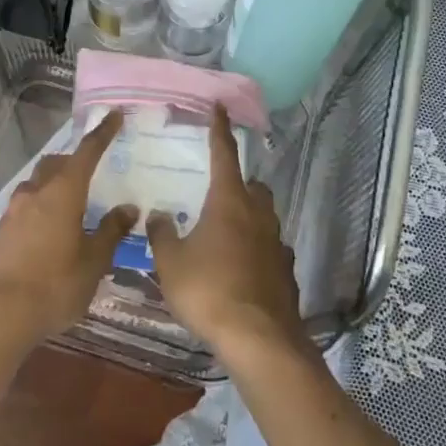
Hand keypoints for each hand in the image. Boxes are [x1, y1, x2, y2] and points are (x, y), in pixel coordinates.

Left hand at [0, 110, 135, 357]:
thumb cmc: (53, 286)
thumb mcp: (93, 263)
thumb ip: (111, 231)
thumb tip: (127, 208)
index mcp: (63, 193)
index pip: (87, 152)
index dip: (102, 133)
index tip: (114, 115)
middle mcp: (36, 194)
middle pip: (56, 164)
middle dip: (74, 161)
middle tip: (92, 171)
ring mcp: (13, 213)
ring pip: (37, 185)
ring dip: (54, 185)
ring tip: (71, 205)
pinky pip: (25, 208)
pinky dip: (41, 209)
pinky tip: (49, 232)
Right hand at [148, 105, 304, 358]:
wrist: (258, 338)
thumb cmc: (208, 290)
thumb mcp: (171, 262)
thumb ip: (163, 234)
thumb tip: (159, 215)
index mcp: (229, 201)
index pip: (224, 154)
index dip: (219, 129)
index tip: (219, 107)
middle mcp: (257, 214)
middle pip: (252, 186)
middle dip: (238, 184)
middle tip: (217, 194)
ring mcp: (276, 243)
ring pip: (264, 217)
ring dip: (248, 218)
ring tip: (225, 235)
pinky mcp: (286, 271)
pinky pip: (269, 249)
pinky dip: (256, 250)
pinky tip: (241, 269)